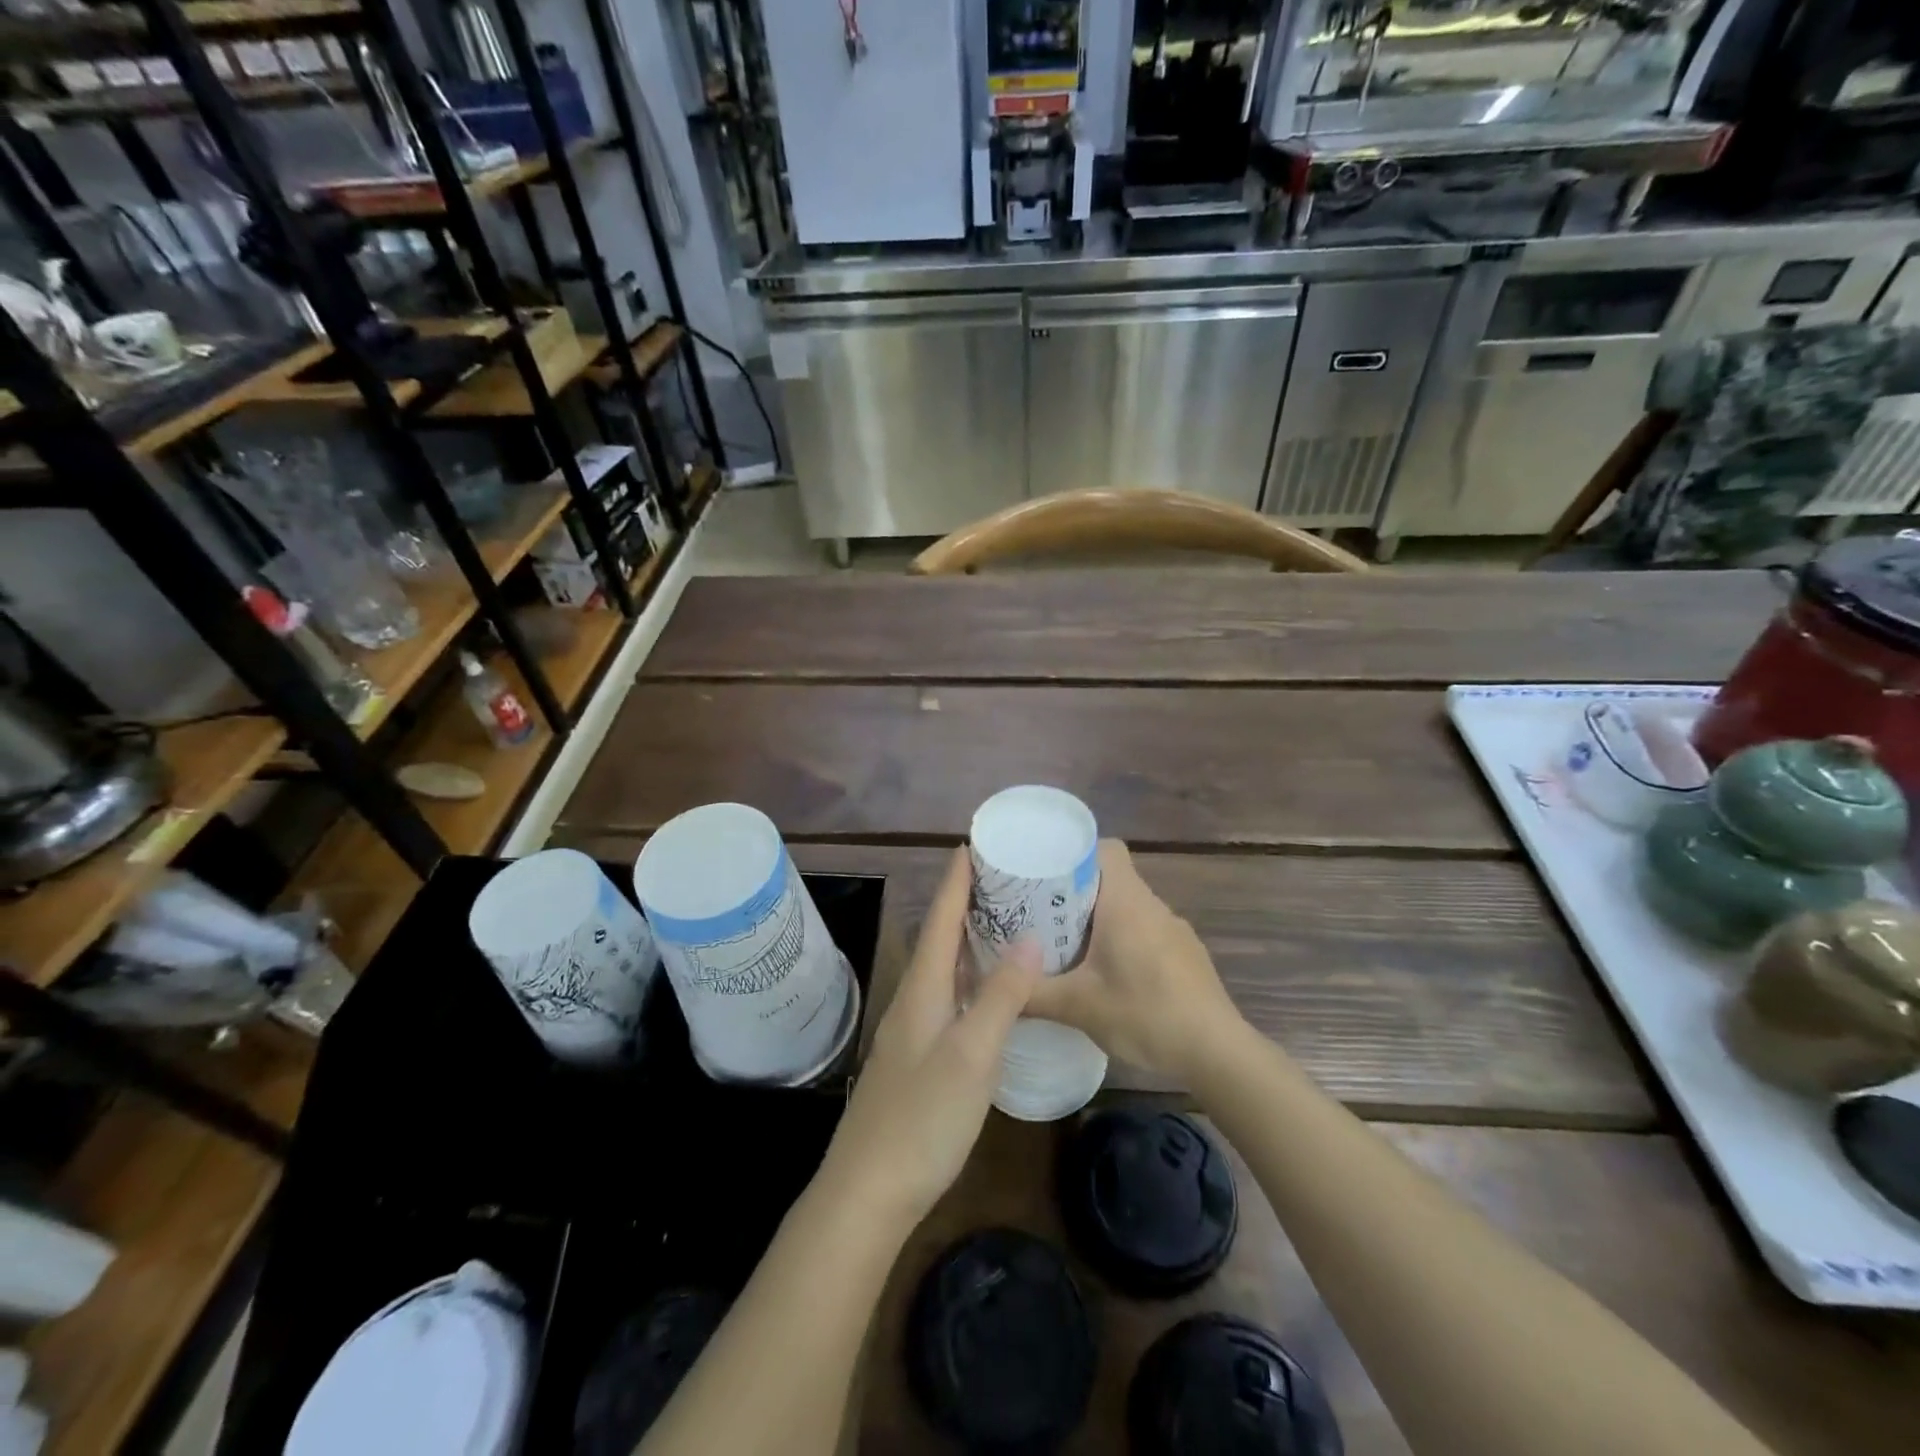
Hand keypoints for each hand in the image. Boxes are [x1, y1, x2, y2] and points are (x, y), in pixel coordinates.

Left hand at [818, 847, 1042, 1230]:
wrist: (868, 1191)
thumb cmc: (922, 1117)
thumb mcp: (971, 1054)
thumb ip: (1000, 996)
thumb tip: (1030, 938)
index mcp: (923, 988)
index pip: (940, 919)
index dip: (955, 881)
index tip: (972, 844)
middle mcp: (914, 999)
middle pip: (940, 937)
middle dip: (966, 903)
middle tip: (1003, 878)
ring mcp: (913, 1030)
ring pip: (943, 968)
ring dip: (968, 939)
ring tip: (1003, 921)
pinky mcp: (918, 1057)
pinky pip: (947, 997)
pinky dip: (969, 978)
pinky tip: (987, 990)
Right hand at [1026, 840, 1244, 1081]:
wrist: (1218, 1052)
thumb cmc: (1146, 1014)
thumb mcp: (1079, 1007)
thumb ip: (1031, 994)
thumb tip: (992, 988)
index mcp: (1126, 902)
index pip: (1105, 848)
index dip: (1075, 852)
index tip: (1045, 873)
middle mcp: (1152, 905)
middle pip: (1111, 878)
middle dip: (1075, 891)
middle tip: (1041, 914)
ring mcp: (1174, 929)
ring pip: (1128, 906)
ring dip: (1099, 919)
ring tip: (1067, 946)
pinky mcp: (1186, 954)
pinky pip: (1145, 930)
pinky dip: (1122, 940)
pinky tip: (1108, 975)